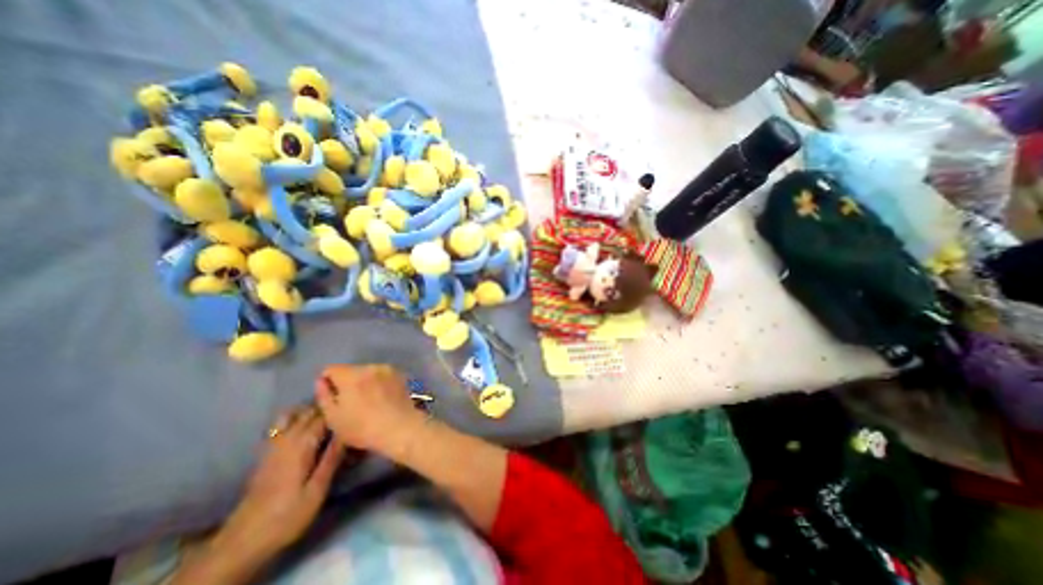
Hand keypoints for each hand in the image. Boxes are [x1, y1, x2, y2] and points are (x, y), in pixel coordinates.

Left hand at [214, 406, 344, 562]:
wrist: (242, 542)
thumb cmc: (287, 515)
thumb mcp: (317, 490)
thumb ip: (333, 457)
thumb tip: (349, 431)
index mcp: (303, 445)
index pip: (325, 415)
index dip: (341, 409)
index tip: (357, 408)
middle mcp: (288, 439)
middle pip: (310, 411)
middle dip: (329, 406)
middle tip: (349, 411)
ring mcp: (274, 445)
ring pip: (295, 413)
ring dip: (312, 410)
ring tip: (330, 416)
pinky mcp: (267, 453)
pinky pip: (282, 424)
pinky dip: (296, 417)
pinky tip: (307, 426)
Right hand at [313, 366, 423, 455]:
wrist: (399, 427)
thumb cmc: (363, 427)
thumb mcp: (334, 417)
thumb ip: (324, 396)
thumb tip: (321, 381)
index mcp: (351, 375)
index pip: (331, 369)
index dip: (327, 381)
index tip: (331, 396)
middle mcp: (370, 367)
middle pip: (350, 370)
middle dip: (347, 382)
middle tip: (350, 401)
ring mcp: (387, 369)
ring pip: (367, 371)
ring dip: (363, 381)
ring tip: (368, 400)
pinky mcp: (399, 374)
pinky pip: (381, 374)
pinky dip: (378, 382)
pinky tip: (381, 397)